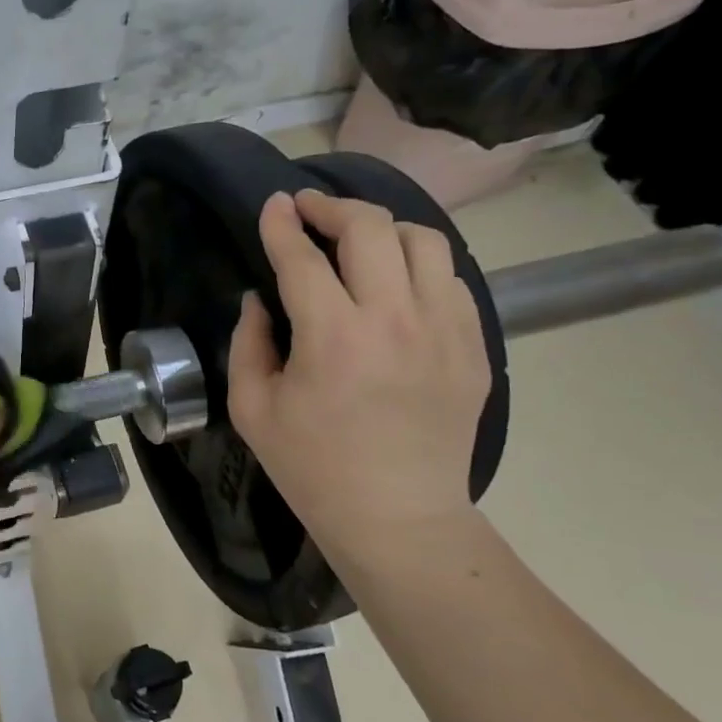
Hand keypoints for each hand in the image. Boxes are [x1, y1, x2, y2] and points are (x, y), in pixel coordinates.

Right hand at [228, 190, 491, 562]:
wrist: (397, 517)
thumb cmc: (312, 467)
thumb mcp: (252, 408)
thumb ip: (248, 343)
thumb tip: (259, 299)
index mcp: (333, 337)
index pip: (302, 257)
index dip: (282, 224)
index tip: (274, 204)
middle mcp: (394, 319)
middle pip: (371, 228)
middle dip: (333, 207)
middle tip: (311, 210)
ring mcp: (444, 330)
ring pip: (424, 241)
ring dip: (383, 228)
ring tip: (359, 240)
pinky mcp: (473, 347)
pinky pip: (452, 279)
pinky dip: (420, 266)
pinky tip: (398, 283)